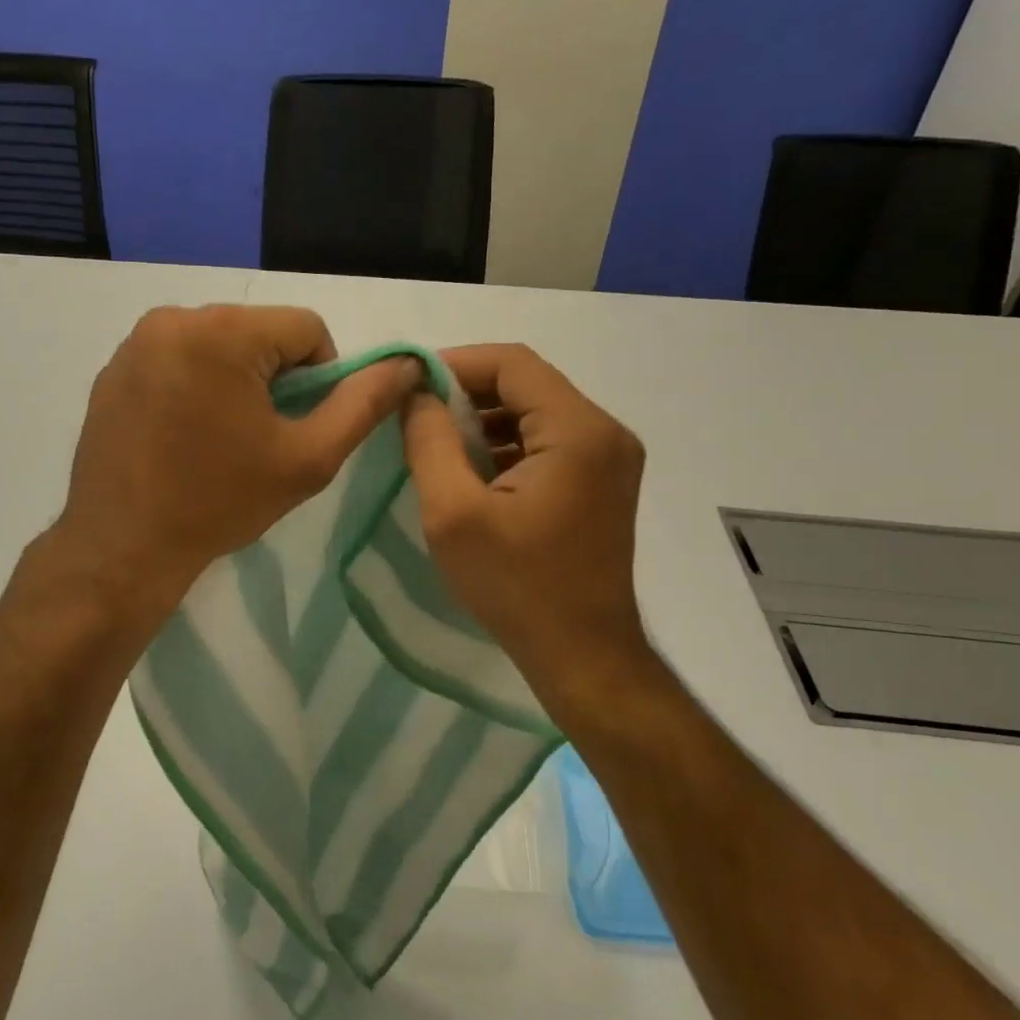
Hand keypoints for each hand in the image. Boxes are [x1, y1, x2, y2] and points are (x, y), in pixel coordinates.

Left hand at [52, 305, 420, 616]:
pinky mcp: (114, 367)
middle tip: (261, 438)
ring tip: (222, 439)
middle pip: (260, 332)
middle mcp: (173, 318)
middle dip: (275, 378)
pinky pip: (179, 358)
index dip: (320, 378)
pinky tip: (185, 435)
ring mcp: (136, 341)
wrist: (122, 548)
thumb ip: (363, 404)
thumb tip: (406, 364)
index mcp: (222, 331)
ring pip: (220, 344)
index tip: (297, 427)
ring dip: (236, 381)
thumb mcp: (307, 458)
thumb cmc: (219, 502)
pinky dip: (196, 385)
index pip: (306, 328)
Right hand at [400, 344, 652, 712]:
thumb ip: (429, 440)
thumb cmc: (516, 587)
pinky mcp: (602, 482)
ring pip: (536, 411)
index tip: (410, 383)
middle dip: (467, 392)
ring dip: (485, 418)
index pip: (512, 363)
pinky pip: (548, 441)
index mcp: (578, 431)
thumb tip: (416, 394)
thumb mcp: (453, 512)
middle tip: (417, 414)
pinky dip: (507, 443)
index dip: (456, 362)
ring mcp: (610, 458)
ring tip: (437, 442)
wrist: (582, 657)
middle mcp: (605, 432)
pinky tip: (472, 469)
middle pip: (527, 383)